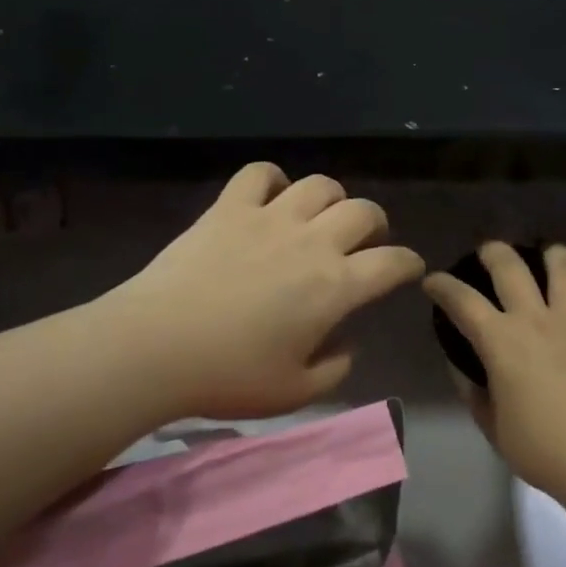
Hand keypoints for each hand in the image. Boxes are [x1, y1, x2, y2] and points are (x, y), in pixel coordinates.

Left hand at [115, 164, 424, 419]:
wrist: (156, 346)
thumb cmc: (228, 375)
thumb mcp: (294, 392)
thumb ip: (334, 370)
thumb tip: (348, 345)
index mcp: (334, 287)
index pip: (391, 264)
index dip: (407, 264)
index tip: (408, 268)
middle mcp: (312, 242)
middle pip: (363, 212)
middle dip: (375, 224)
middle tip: (367, 241)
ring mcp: (270, 218)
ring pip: (319, 185)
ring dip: (331, 198)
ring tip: (322, 215)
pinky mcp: (230, 208)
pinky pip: (260, 174)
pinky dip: (273, 179)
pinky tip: (271, 195)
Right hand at [423, 243, 565, 501]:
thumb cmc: (543, 448)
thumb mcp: (493, 426)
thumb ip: (473, 391)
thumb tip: (461, 367)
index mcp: (501, 342)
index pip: (463, 301)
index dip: (442, 286)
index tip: (432, 281)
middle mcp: (535, 320)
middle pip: (510, 266)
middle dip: (492, 251)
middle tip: (486, 252)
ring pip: (561, 267)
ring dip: (549, 252)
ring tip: (543, 251)